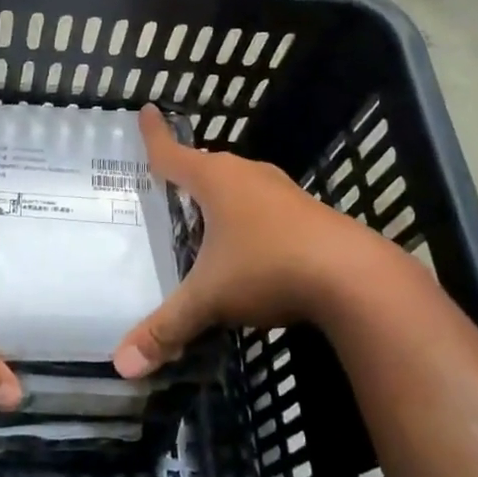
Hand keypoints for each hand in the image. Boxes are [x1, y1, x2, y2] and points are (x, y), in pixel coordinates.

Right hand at [113, 105, 386, 376]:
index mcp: (217, 181)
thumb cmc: (268, 269)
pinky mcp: (311, 214)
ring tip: (205, 212)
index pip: (173, 153)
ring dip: (222, 194)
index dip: (154, 136)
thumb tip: (121, 366)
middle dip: (187, 171)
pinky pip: (267, 207)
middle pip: (209, 166)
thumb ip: (165, 329)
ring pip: (242, 185)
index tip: (145, 110)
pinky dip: (250, 217)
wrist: (356, 279)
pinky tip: (251, 244)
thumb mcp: (209, 300)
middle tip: (167, 180)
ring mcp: (285, 193)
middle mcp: (250, 176)